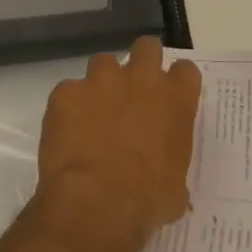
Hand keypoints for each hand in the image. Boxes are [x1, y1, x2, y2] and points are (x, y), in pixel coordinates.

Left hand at [32, 37, 201, 251]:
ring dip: (102, 82)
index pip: (185, 70)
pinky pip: (68, 91)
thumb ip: (173, 169)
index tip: (170, 95)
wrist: (96, 204)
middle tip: (135, 87)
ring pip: (103, 62)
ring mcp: (100, 80)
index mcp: (175, 100)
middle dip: (142, 62)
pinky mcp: (66, 92)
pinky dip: (69, 107)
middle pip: (147, 47)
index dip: (177, 81)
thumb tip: (169, 184)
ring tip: (95, 110)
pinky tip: (67, 131)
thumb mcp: (175, 190)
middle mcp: (140, 79)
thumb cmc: (147, 201)